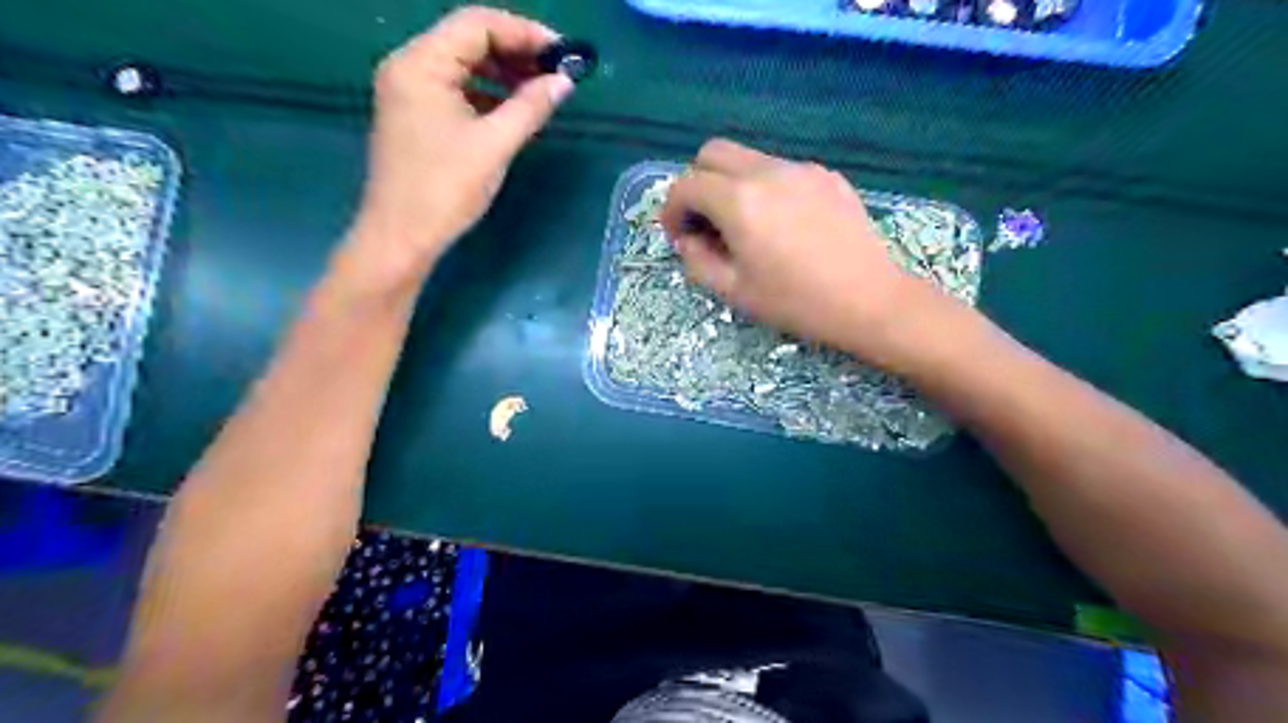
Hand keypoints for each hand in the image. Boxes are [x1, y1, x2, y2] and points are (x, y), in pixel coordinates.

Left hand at [351, 6, 576, 284]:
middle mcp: (409, 65)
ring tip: (540, 90)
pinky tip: (512, 109)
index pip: (477, 25)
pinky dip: (486, 93)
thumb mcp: (494, 145)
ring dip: (502, 72)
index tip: (562, 53)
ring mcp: (408, 90)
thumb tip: (563, 81)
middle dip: (515, 51)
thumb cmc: (445, 190)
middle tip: (556, 72)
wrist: (401, 237)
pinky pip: (454, 88)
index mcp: (421, 64)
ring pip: (462, 64)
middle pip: (468, 39)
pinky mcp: (414, 114)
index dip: (524, 33)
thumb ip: (530, 107)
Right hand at [665, 139, 943, 370]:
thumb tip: (687, 238)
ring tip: (746, 226)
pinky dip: (766, 188)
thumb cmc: (796, 301)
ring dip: (732, 184)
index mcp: (739, 201)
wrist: (869, 300)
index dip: (671, 210)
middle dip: (697, 183)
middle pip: (713, 153)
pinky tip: (783, 224)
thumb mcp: (734, 291)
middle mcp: (767, 171)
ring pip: (749, 158)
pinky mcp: (827, 175)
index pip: (686, 185)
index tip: (678, 237)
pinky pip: (781, 170)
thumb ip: (696, 260)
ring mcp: (801, 169)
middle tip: (705, 222)